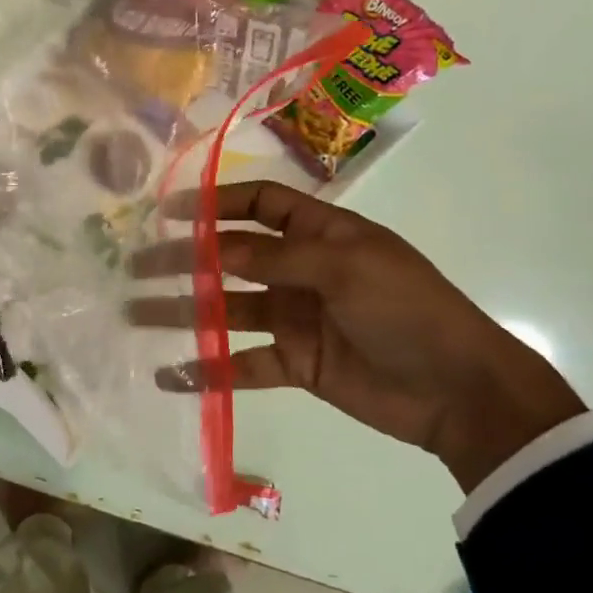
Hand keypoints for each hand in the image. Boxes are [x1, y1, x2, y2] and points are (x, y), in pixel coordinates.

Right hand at [127, 181, 584, 492]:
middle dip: (186, 260)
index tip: (168, 212)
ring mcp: (297, 318)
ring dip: (186, 312)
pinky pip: (243, 363)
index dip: (216, 203)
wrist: (457, 390)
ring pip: (229, 310)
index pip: (261, 204)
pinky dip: (209, 370)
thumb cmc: (405, 309)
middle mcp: (303, 270)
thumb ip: (277, 256)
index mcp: (322, 234)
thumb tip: (212, 246)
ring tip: (135, 314)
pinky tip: (171, 375)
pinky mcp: (296, 364)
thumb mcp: (344, 268)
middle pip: (233, 258)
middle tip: (136, 267)